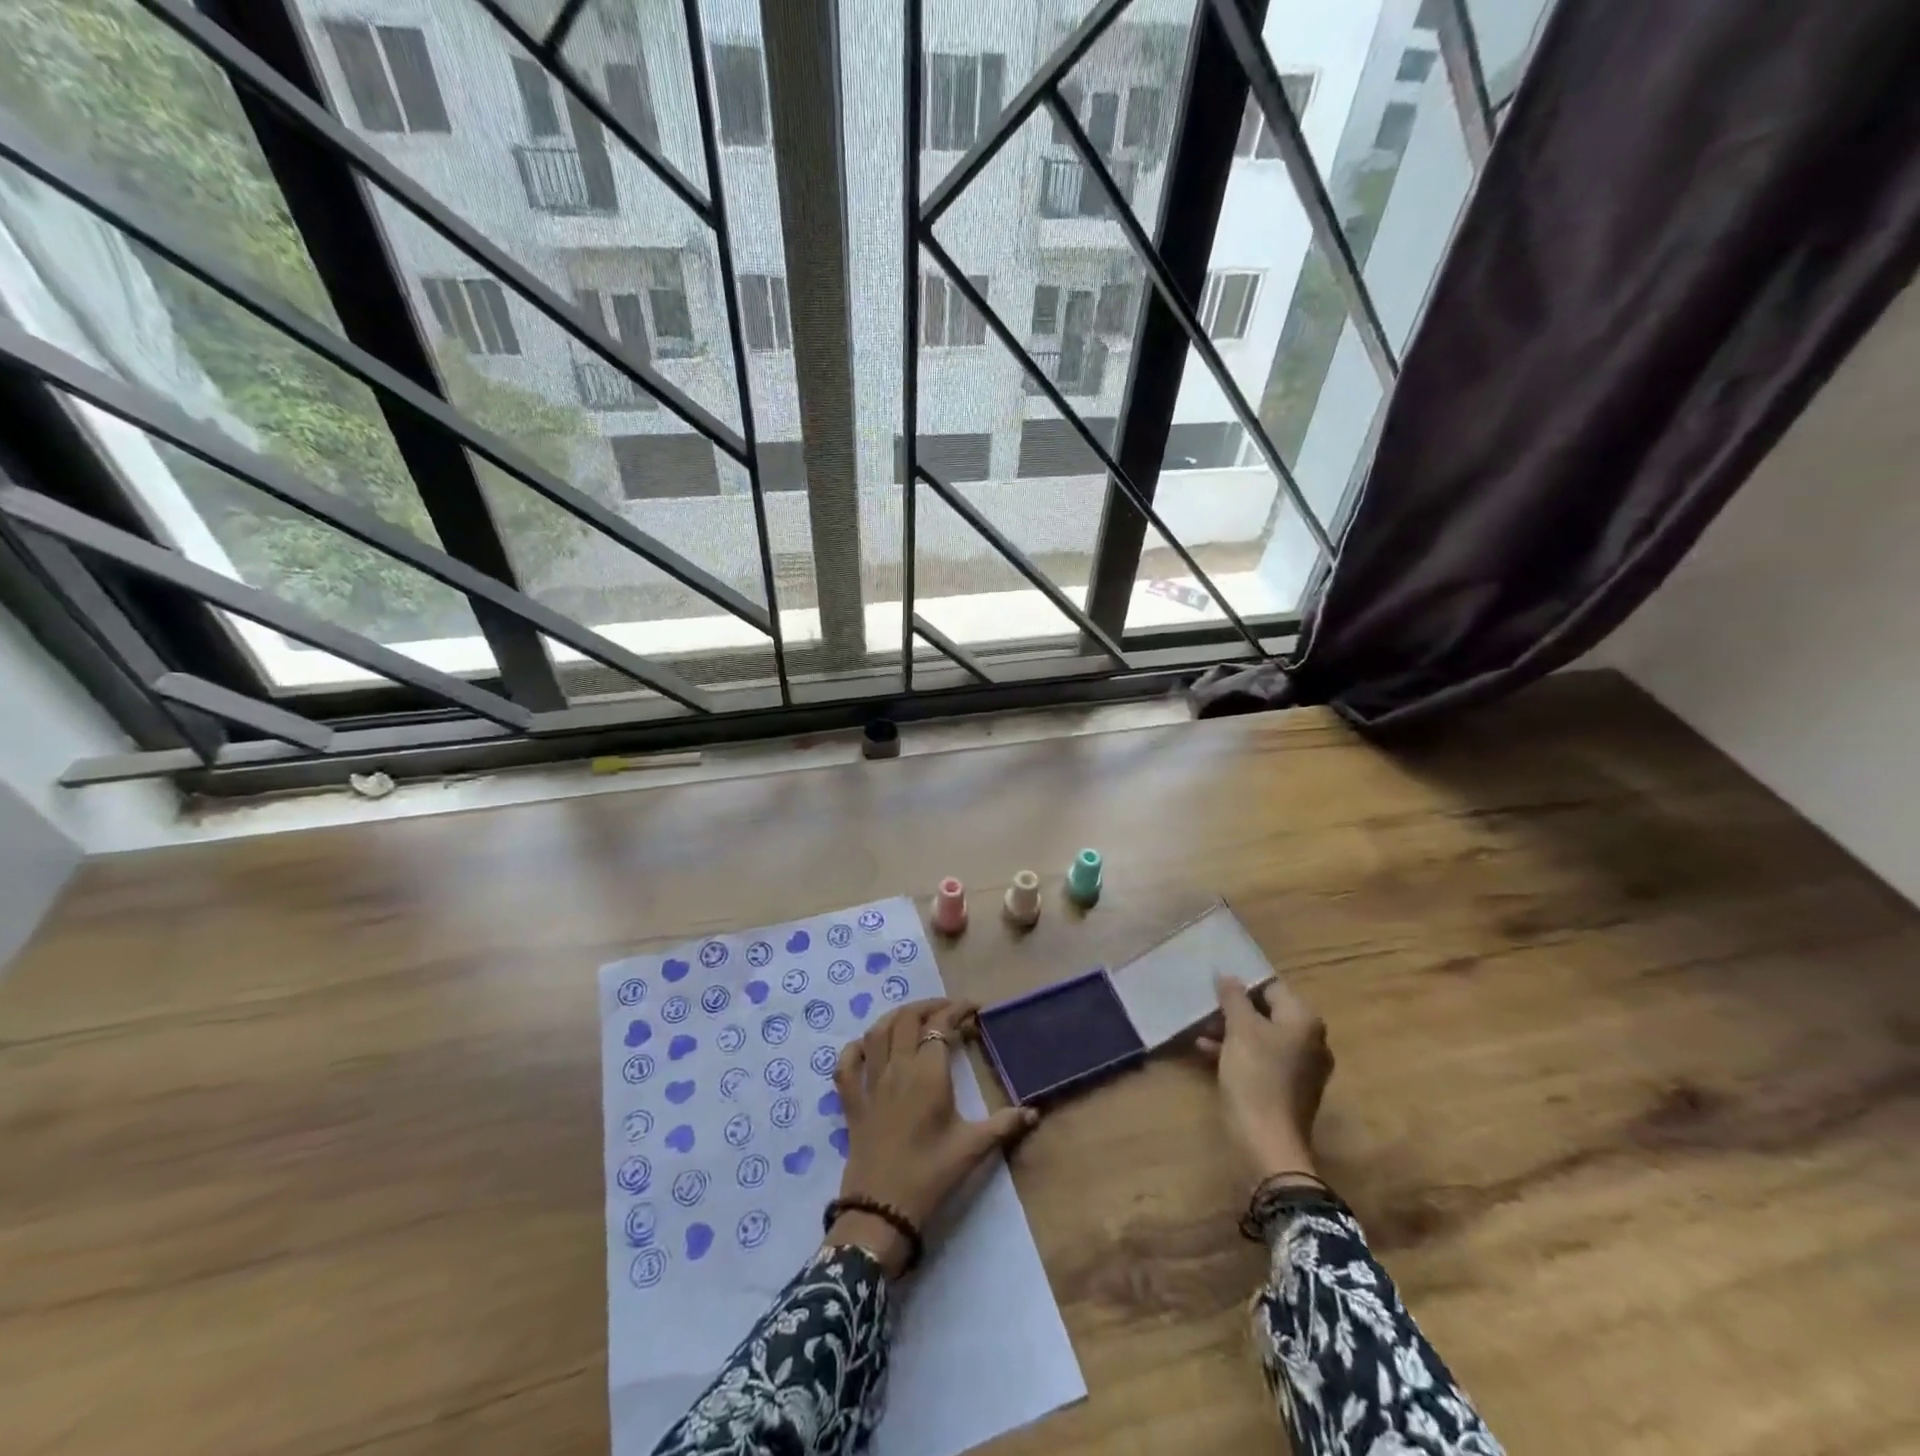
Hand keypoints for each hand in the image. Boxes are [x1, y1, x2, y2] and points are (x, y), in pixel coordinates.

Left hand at [827, 998, 1038, 1276]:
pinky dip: (855, 1048)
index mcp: (927, 1073)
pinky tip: (866, 1046)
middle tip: (948, 1012)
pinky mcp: (852, 1103)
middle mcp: (897, 1068)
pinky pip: (846, 1065)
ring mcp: (870, 1083)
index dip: (957, 1010)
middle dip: (929, 1007)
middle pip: (907, 1019)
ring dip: (896, 1017)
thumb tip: (1034, 1112)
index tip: (975, 1009)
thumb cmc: (930, 1176)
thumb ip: (1003, 1125)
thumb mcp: (972, 1149)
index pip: (940, 1025)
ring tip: (914, 1017)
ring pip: (877, 1032)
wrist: (881, 1211)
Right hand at [1197, 974, 1333, 1184]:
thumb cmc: (1255, 1076)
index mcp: (1304, 1020)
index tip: (1214, 988)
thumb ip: (1233, 997)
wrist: (1268, 1143)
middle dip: (1234, 1010)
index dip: (1242, 985)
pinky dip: (1240, 1053)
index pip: (1271, 987)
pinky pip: (1264, 1060)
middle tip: (1205, 1010)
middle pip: (1268, 1012)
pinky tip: (1208, 1053)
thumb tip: (1228, 975)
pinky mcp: (1291, 1089)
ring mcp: (1304, 1068)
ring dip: (1232, 1032)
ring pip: (1263, 1037)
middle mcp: (1311, 1040)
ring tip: (1201, 1032)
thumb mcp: (1239, 1029)